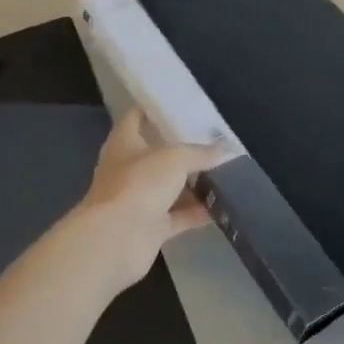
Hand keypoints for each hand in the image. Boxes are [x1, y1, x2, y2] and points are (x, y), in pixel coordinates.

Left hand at [74, 108, 216, 290]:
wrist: (115, 241)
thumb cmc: (139, 184)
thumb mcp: (175, 158)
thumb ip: (201, 152)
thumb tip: (227, 150)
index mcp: (125, 142)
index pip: (138, 115)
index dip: (158, 107)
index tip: (184, 102)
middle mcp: (130, 168)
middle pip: (158, 152)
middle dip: (185, 146)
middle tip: (216, 136)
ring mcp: (140, 199)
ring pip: (171, 185)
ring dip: (195, 181)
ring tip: (227, 169)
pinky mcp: (151, 227)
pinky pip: (179, 215)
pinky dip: (198, 211)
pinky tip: (224, 204)